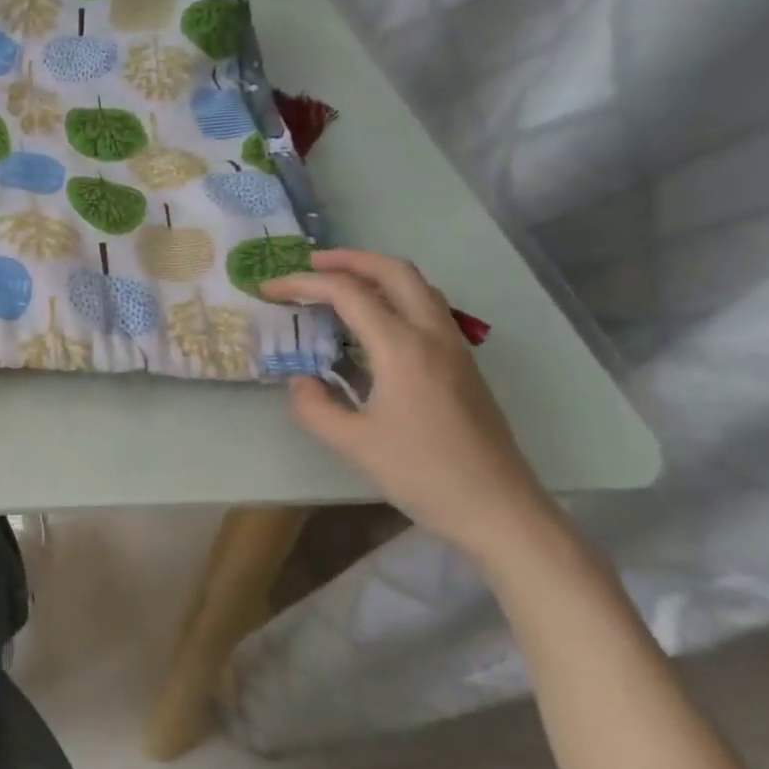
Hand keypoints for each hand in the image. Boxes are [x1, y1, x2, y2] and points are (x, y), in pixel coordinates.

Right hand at [262, 249, 560, 565]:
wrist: (499, 509)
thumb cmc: (422, 474)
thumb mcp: (352, 444)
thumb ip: (314, 406)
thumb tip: (301, 381)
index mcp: (403, 348)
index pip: (348, 294)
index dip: (303, 284)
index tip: (268, 288)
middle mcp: (433, 336)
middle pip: (395, 272)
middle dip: (349, 259)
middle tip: (310, 264)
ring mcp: (455, 349)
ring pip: (418, 287)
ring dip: (376, 274)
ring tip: (339, 284)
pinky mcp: (463, 366)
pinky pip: (427, 309)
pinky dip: (394, 297)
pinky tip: (372, 324)